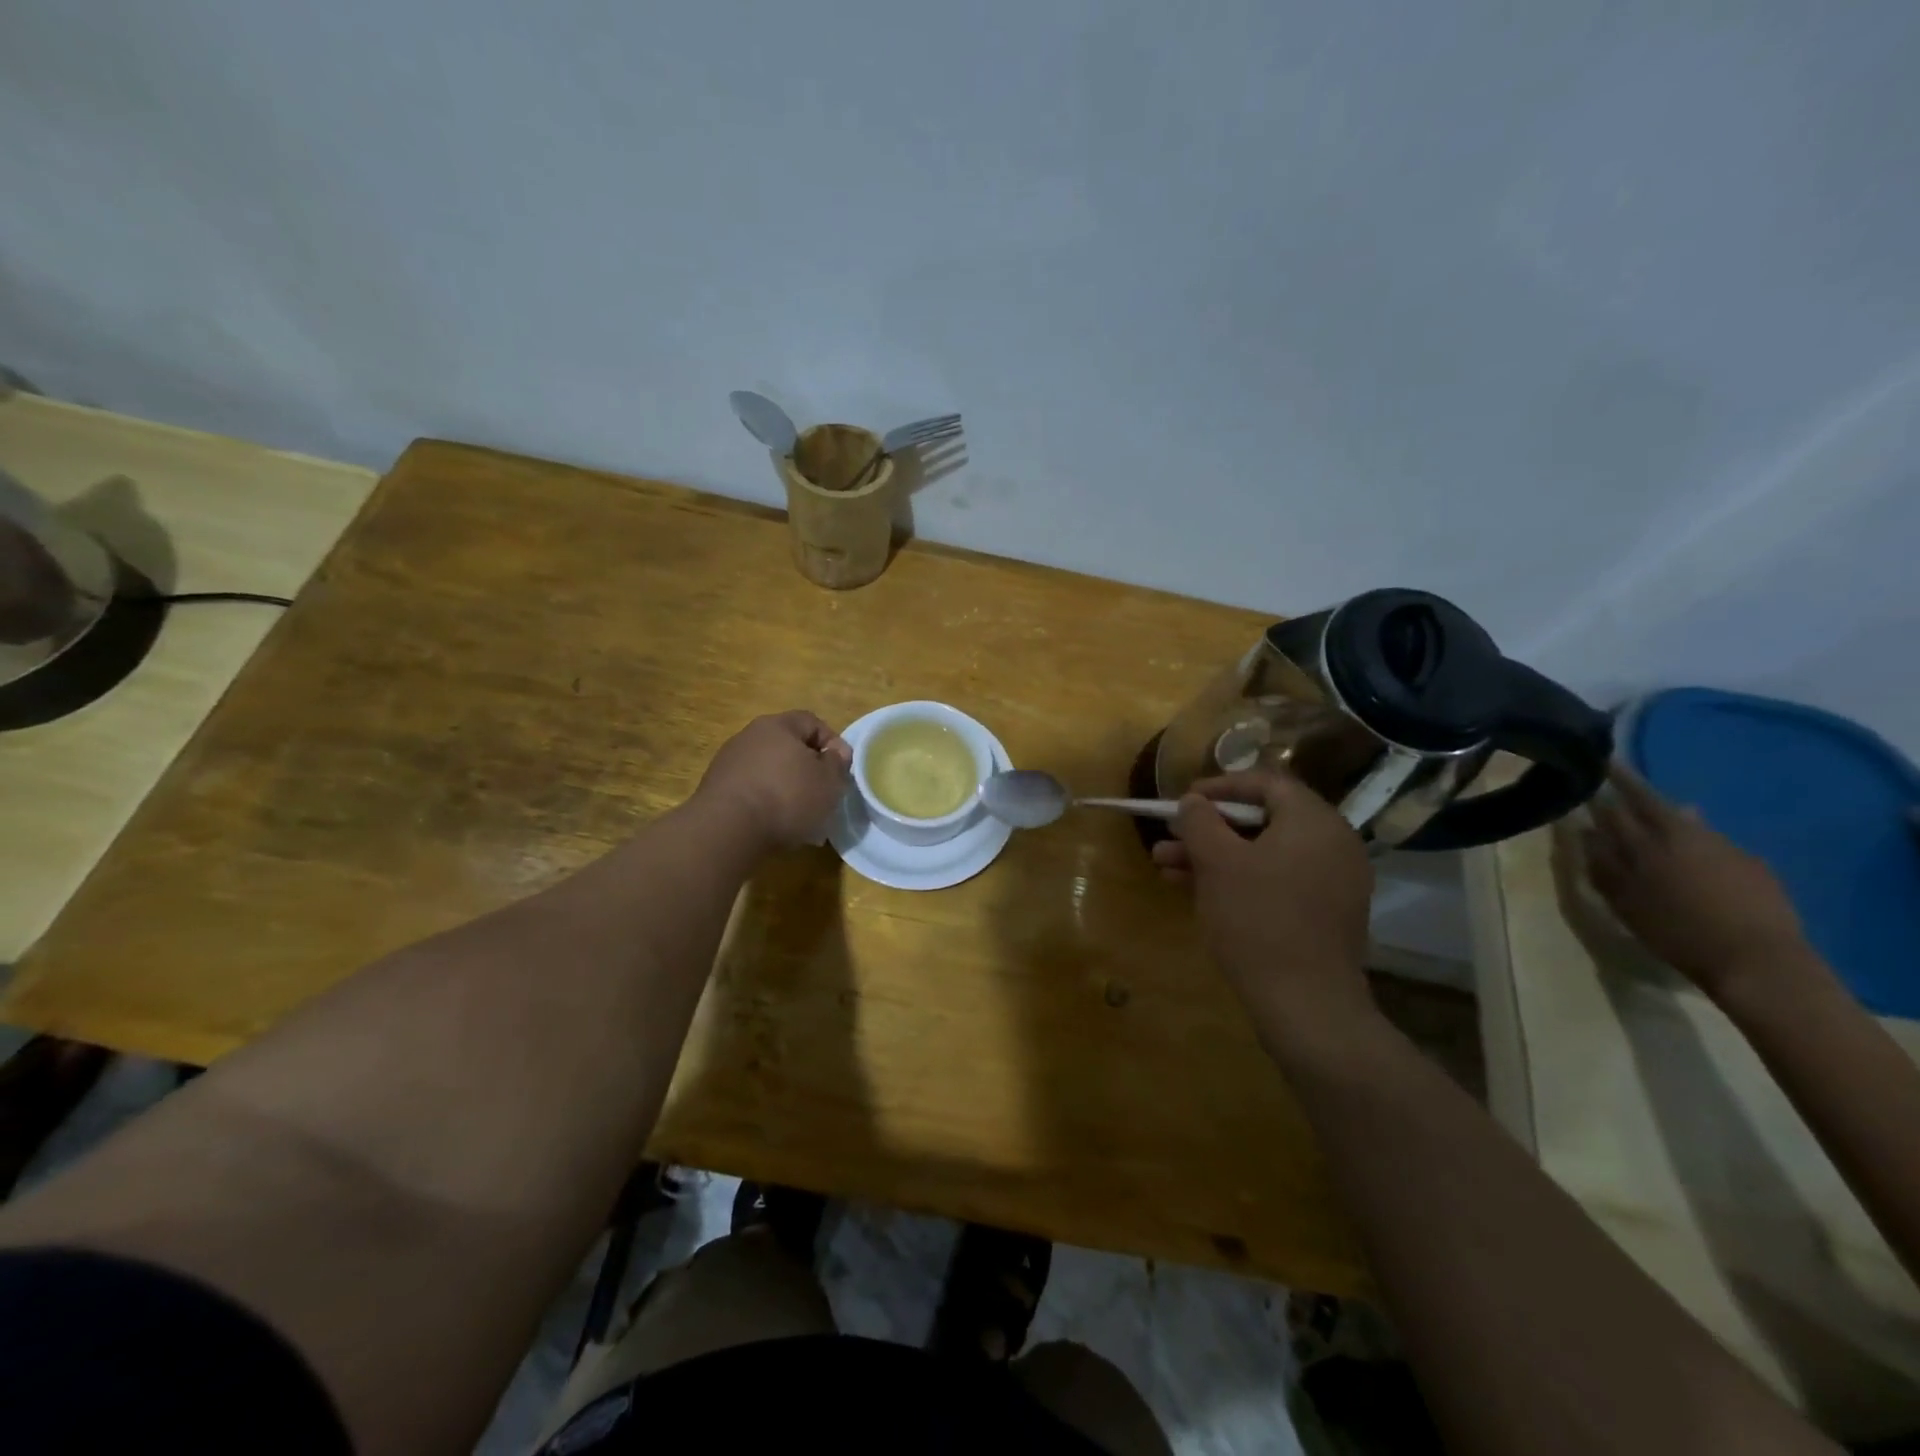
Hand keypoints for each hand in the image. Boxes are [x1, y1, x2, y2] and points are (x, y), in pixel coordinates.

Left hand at [694, 711, 852, 851]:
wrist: (728, 829)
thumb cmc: (787, 797)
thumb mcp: (829, 781)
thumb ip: (838, 763)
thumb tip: (835, 752)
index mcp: (778, 725)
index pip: (812, 722)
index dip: (832, 742)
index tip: (841, 769)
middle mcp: (749, 736)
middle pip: (787, 746)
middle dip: (807, 768)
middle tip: (821, 793)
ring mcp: (728, 762)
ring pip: (768, 769)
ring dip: (785, 787)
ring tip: (799, 815)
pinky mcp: (715, 789)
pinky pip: (751, 790)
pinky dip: (765, 802)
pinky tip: (774, 825)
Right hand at [1154, 769, 1376, 1054]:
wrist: (1306, 1004)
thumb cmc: (1258, 920)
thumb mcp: (1217, 862)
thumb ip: (1200, 821)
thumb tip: (1193, 802)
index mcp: (1314, 821)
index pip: (1266, 783)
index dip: (1219, 787)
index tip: (1183, 800)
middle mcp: (1332, 844)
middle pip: (1262, 820)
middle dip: (1209, 828)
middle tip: (1170, 836)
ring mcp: (1332, 881)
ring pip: (1264, 853)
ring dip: (1214, 855)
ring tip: (1166, 866)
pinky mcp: (1324, 914)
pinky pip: (1276, 880)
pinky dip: (1239, 879)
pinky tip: (1196, 890)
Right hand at [1583, 763, 1818, 999]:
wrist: (1759, 961)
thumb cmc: (1677, 932)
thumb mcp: (1625, 902)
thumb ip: (1602, 864)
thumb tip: (1585, 831)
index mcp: (1647, 844)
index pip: (1615, 807)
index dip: (1601, 787)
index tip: (1589, 769)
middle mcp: (1684, 835)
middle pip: (1652, 802)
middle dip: (1631, 784)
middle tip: (1615, 770)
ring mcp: (1724, 847)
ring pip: (1686, 819)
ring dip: (1665, 811)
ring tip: (1654, 811)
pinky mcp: (1753, 864)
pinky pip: (1713, 841)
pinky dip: (1695, 839)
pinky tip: (1694, 853)